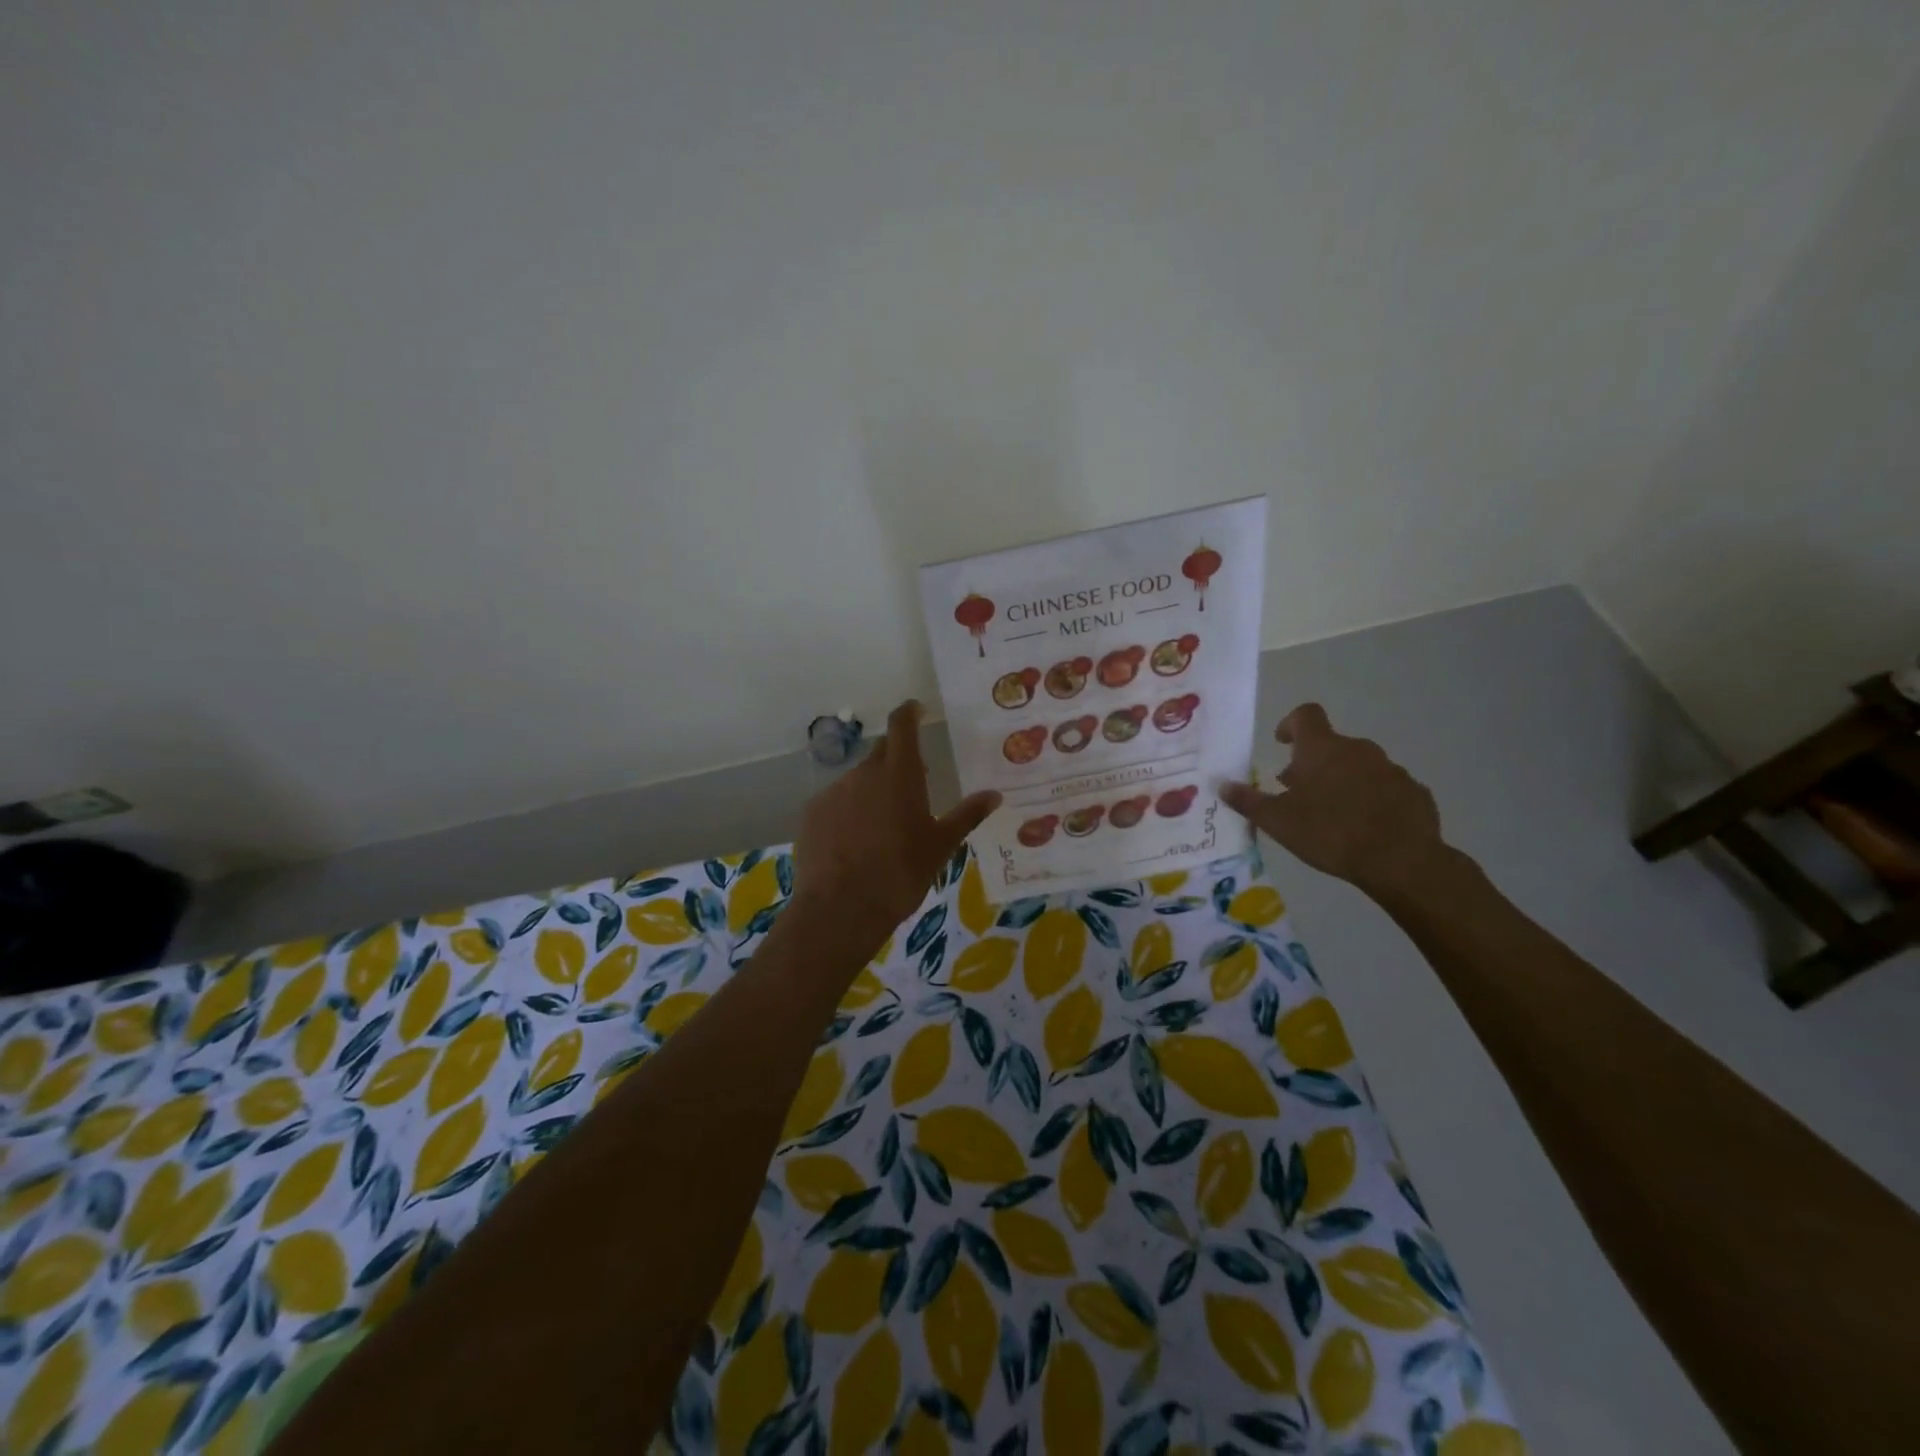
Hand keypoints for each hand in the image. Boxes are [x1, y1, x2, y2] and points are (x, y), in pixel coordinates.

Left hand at [793, 701, 1000, 944]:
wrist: (841, 908)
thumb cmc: (901, 873)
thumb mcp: (941, 846)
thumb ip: (967, 815)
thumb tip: (994, 795)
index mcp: (900, 774)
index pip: (902, 724)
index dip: (909, 712)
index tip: (917, 710)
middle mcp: (864, 773)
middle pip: (882, 753)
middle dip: (897, 762)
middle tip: (912, 788)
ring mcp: (834, 792)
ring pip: (858, 780)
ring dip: (872, 791)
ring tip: (882, 827)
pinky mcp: (812, 813)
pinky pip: (836, 802)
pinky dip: (848, 811)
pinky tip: (854, 842)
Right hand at [1221, 703, 1445, 897]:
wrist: (1401, 860)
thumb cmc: (1329, 833)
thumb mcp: (1278, 821)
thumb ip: (1249, 801)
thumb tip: (1222, 784)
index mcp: (1322, 749)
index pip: (1306, 715)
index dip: (1291, 724)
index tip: (1282, 743)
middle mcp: (1358, 749)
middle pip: (1330, 745)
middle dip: (1312, 764)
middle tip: (1298, 793)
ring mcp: (1391, 769)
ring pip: (1359, 766)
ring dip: (1342, 780)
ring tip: (1332, 814)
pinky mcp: (1415, 792)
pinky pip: (1386, 787)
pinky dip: (1371, 798)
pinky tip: (1366, 826)